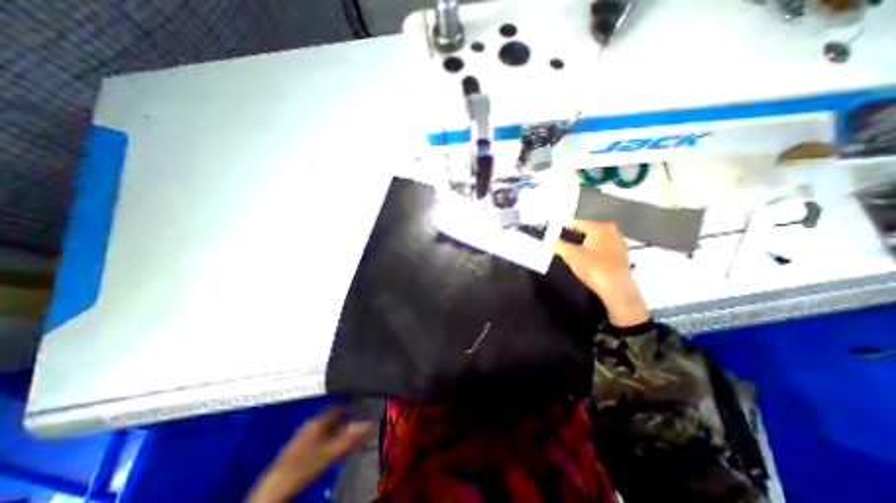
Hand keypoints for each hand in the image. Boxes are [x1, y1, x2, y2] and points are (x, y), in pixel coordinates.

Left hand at [244, 407, 372, 502]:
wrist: (275, 488)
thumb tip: (370, 424)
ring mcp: (303, 435)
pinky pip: (319, 436)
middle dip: (345, 419)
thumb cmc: (305, 465)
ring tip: (349, 435)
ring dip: (337, 429)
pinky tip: (332, 447)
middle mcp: (311, 424)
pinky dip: (329, 437)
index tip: (362, 407)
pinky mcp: (299, 447)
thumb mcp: (331, 452)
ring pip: (326, 426)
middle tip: (358, 423)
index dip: (350, 405)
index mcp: (318, 420)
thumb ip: (351, 438)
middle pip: (332, 416)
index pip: (338, 406)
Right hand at [559, 220, 648, 326]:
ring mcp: (619, 243)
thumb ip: (559, 245)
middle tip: (563, 246)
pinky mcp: (622, 256)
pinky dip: (594, 252)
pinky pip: (603, 249)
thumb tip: (552, 240)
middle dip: (575, 237)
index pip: (578, 223)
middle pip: (588, 230)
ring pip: (596, 240)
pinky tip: (587, 261)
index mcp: (600, 227)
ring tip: (573, 254)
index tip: (555, 237)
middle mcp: (612, 231)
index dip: (565, 230)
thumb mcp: (571, 255)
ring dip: (584, 245)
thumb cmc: (593, 267)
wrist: (616, 289)